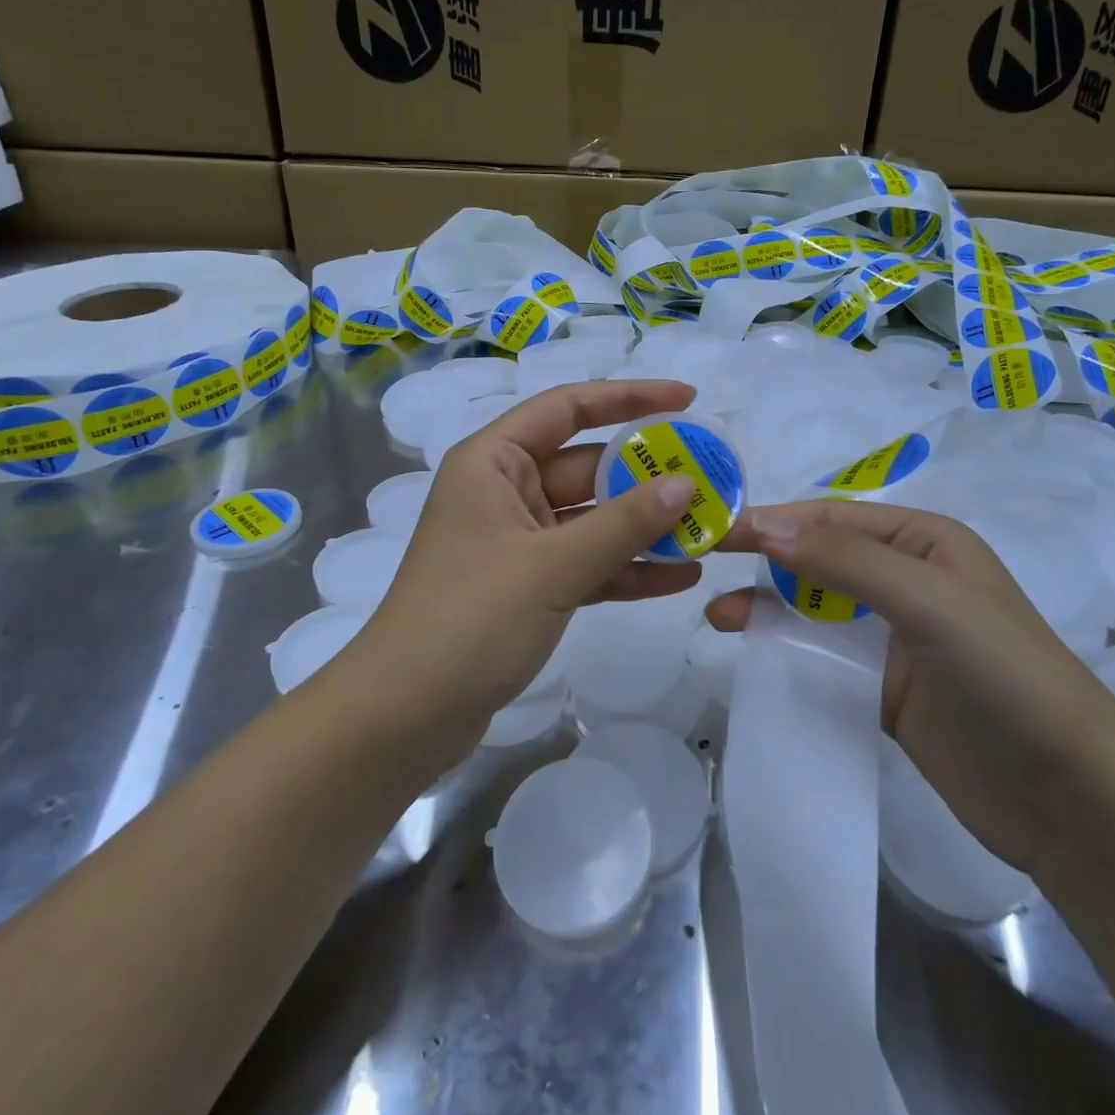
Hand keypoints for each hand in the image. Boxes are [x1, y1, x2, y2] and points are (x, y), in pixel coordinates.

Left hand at [350, 378, 703, 745]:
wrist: (404, 717)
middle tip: (710, 477)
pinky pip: (587, 563)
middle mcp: (506, 492)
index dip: (628, 397)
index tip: (687, 399)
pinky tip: (680, 576)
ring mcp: (518, 542)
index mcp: (494, 462)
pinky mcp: (528, 586)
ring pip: (593, 519)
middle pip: (587, 466)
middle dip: (647, 475)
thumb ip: (622, 524)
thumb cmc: (470, 620)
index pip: (568, 408)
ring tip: (707, 528)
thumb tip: (685, 483)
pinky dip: (626, 569)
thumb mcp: (553, 566)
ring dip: (644, 526)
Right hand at [706, 500, 1114, 876]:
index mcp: (924, 541)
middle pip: (820, 557)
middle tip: (704, 565)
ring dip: (769, 605)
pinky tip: (755, 653)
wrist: (1070, 797)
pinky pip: (825, 655)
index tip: (715, 531)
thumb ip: (847, 561)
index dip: (774, 520)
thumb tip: (766, 525)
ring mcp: (896, 636)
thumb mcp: (929, 600)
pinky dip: (789, 649)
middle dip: (765, 559)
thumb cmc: (1004, 675)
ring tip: (719, 616)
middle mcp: (908, 579)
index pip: (832, 518)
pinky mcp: (886, 688)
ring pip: (816, 607)